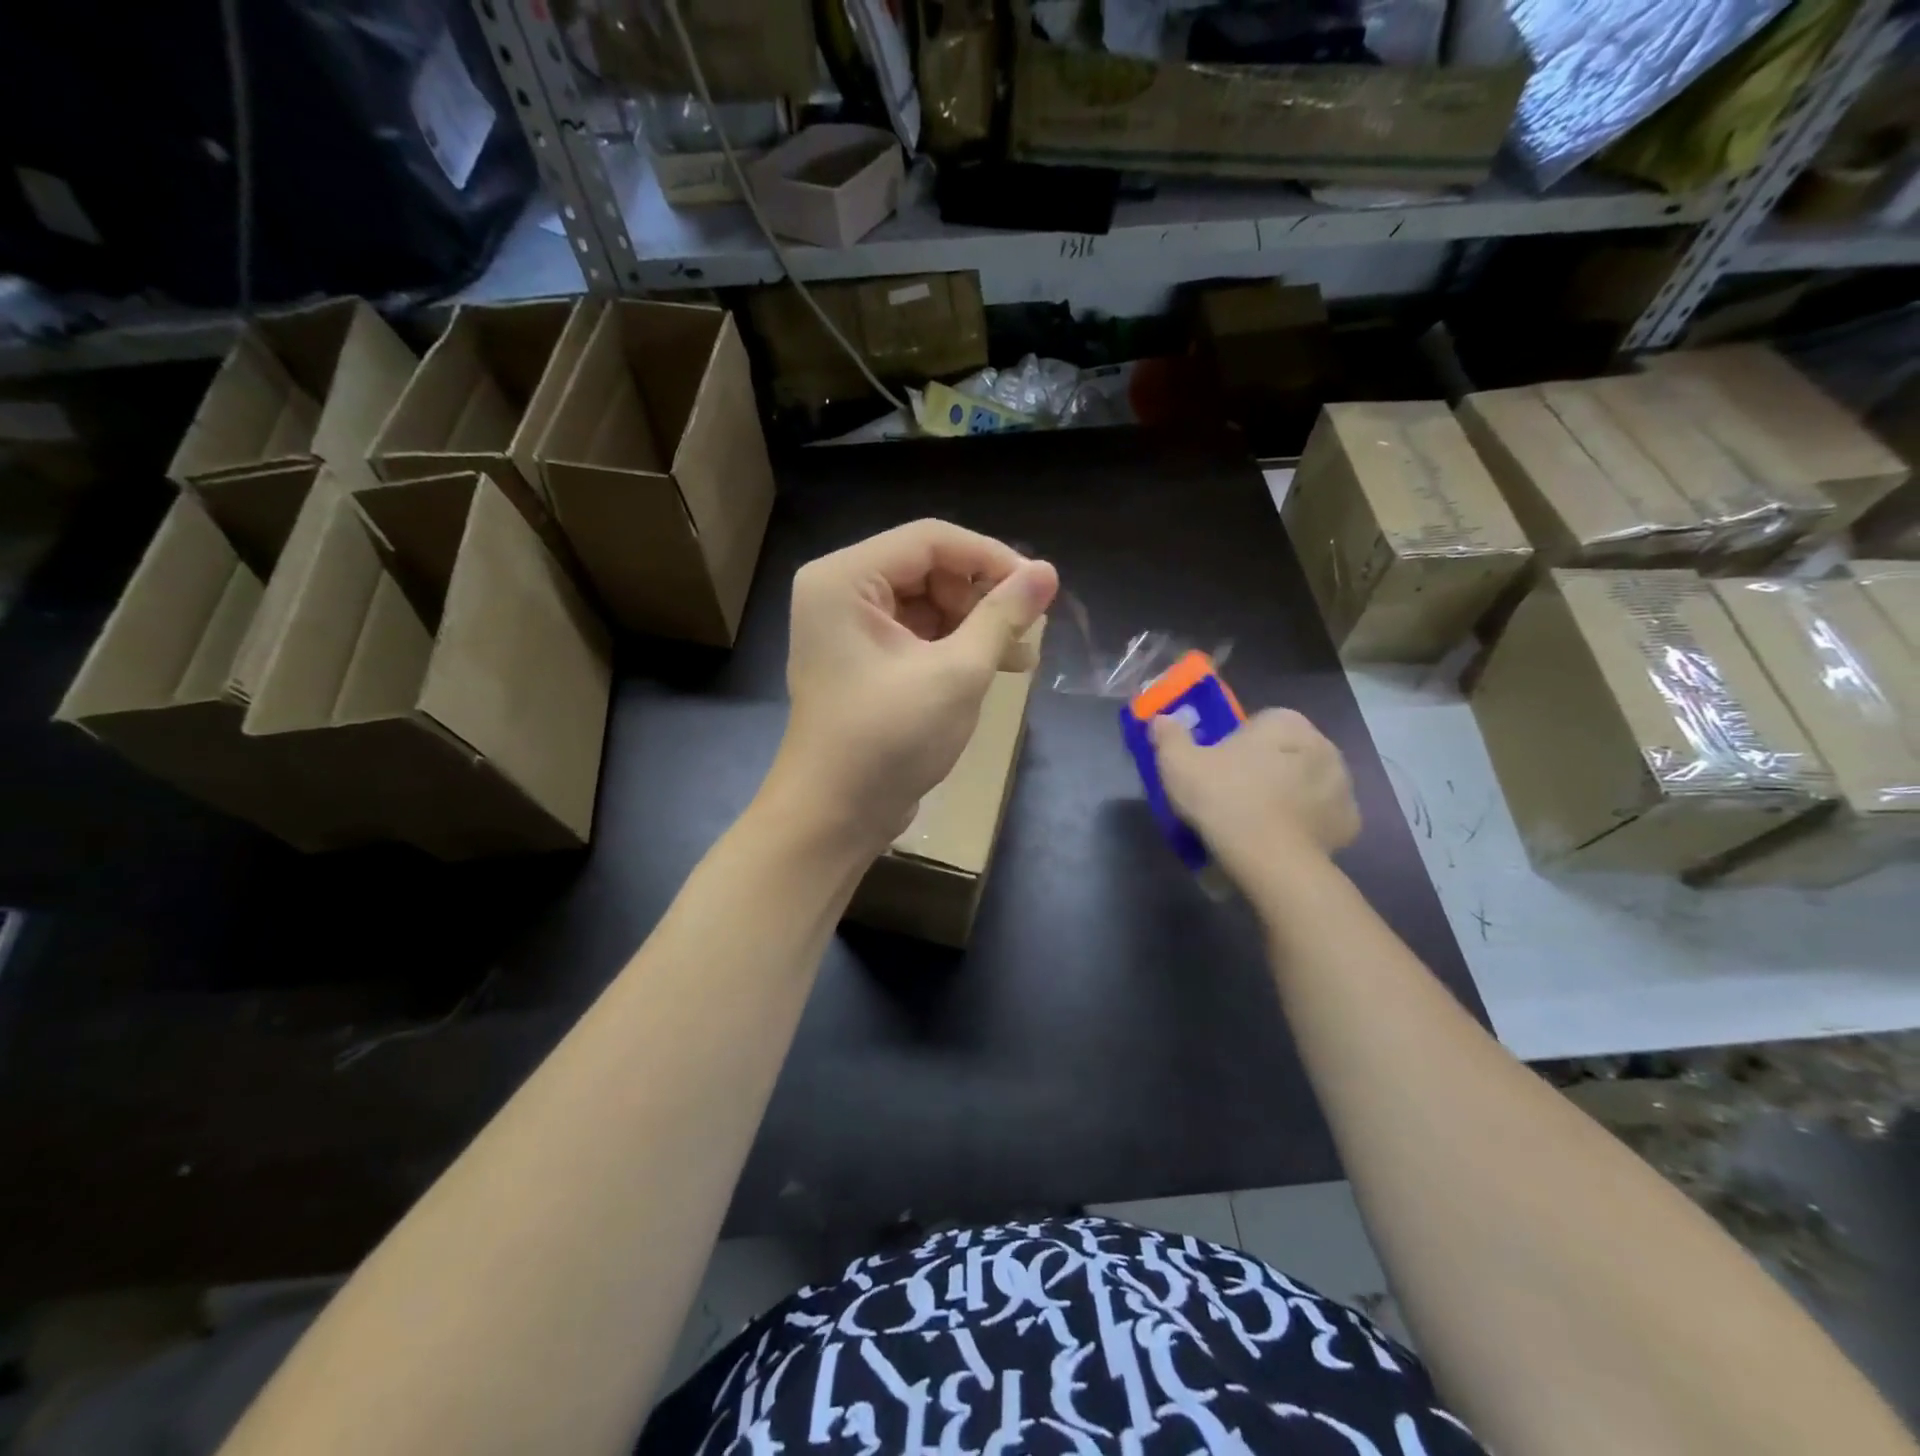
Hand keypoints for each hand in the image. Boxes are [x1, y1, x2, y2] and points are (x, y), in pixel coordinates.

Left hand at [764, 520, 1057, 853]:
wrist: (834, 817)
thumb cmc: (888, 740)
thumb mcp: (956, 674)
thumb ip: (1002, 616)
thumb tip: (1047, 572)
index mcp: (845, 579)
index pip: (931, 540)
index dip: (991, 558)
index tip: (1041, 587)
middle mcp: (840, 592)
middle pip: (928, 569)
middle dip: (982, 597)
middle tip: (1029, 629)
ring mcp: (848, 629)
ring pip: (927, 603)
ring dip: (975, 625)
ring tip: (1021, 656)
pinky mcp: (862, 661)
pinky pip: (916, 634)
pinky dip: (954, 647)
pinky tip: (996, 667)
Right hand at [1150, 708, 1359, 875]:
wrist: (1270, 859)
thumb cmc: (1224, 799)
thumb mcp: (1178, 764)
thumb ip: (1169, 736)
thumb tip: (1162, 719)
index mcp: (1285, 722)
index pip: (1259, 722)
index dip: (1235, 743)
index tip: (1217, 767)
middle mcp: (1323, 744)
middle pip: (1285, 750)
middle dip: (1265, 766)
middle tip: (1232, 793)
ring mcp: (1343, 784)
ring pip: (1306, 782)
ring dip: (1287, 793)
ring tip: (1255, 820)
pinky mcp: (1349, 821)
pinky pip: (1320, 815)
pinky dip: (1304, 823)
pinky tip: (1279, 837)